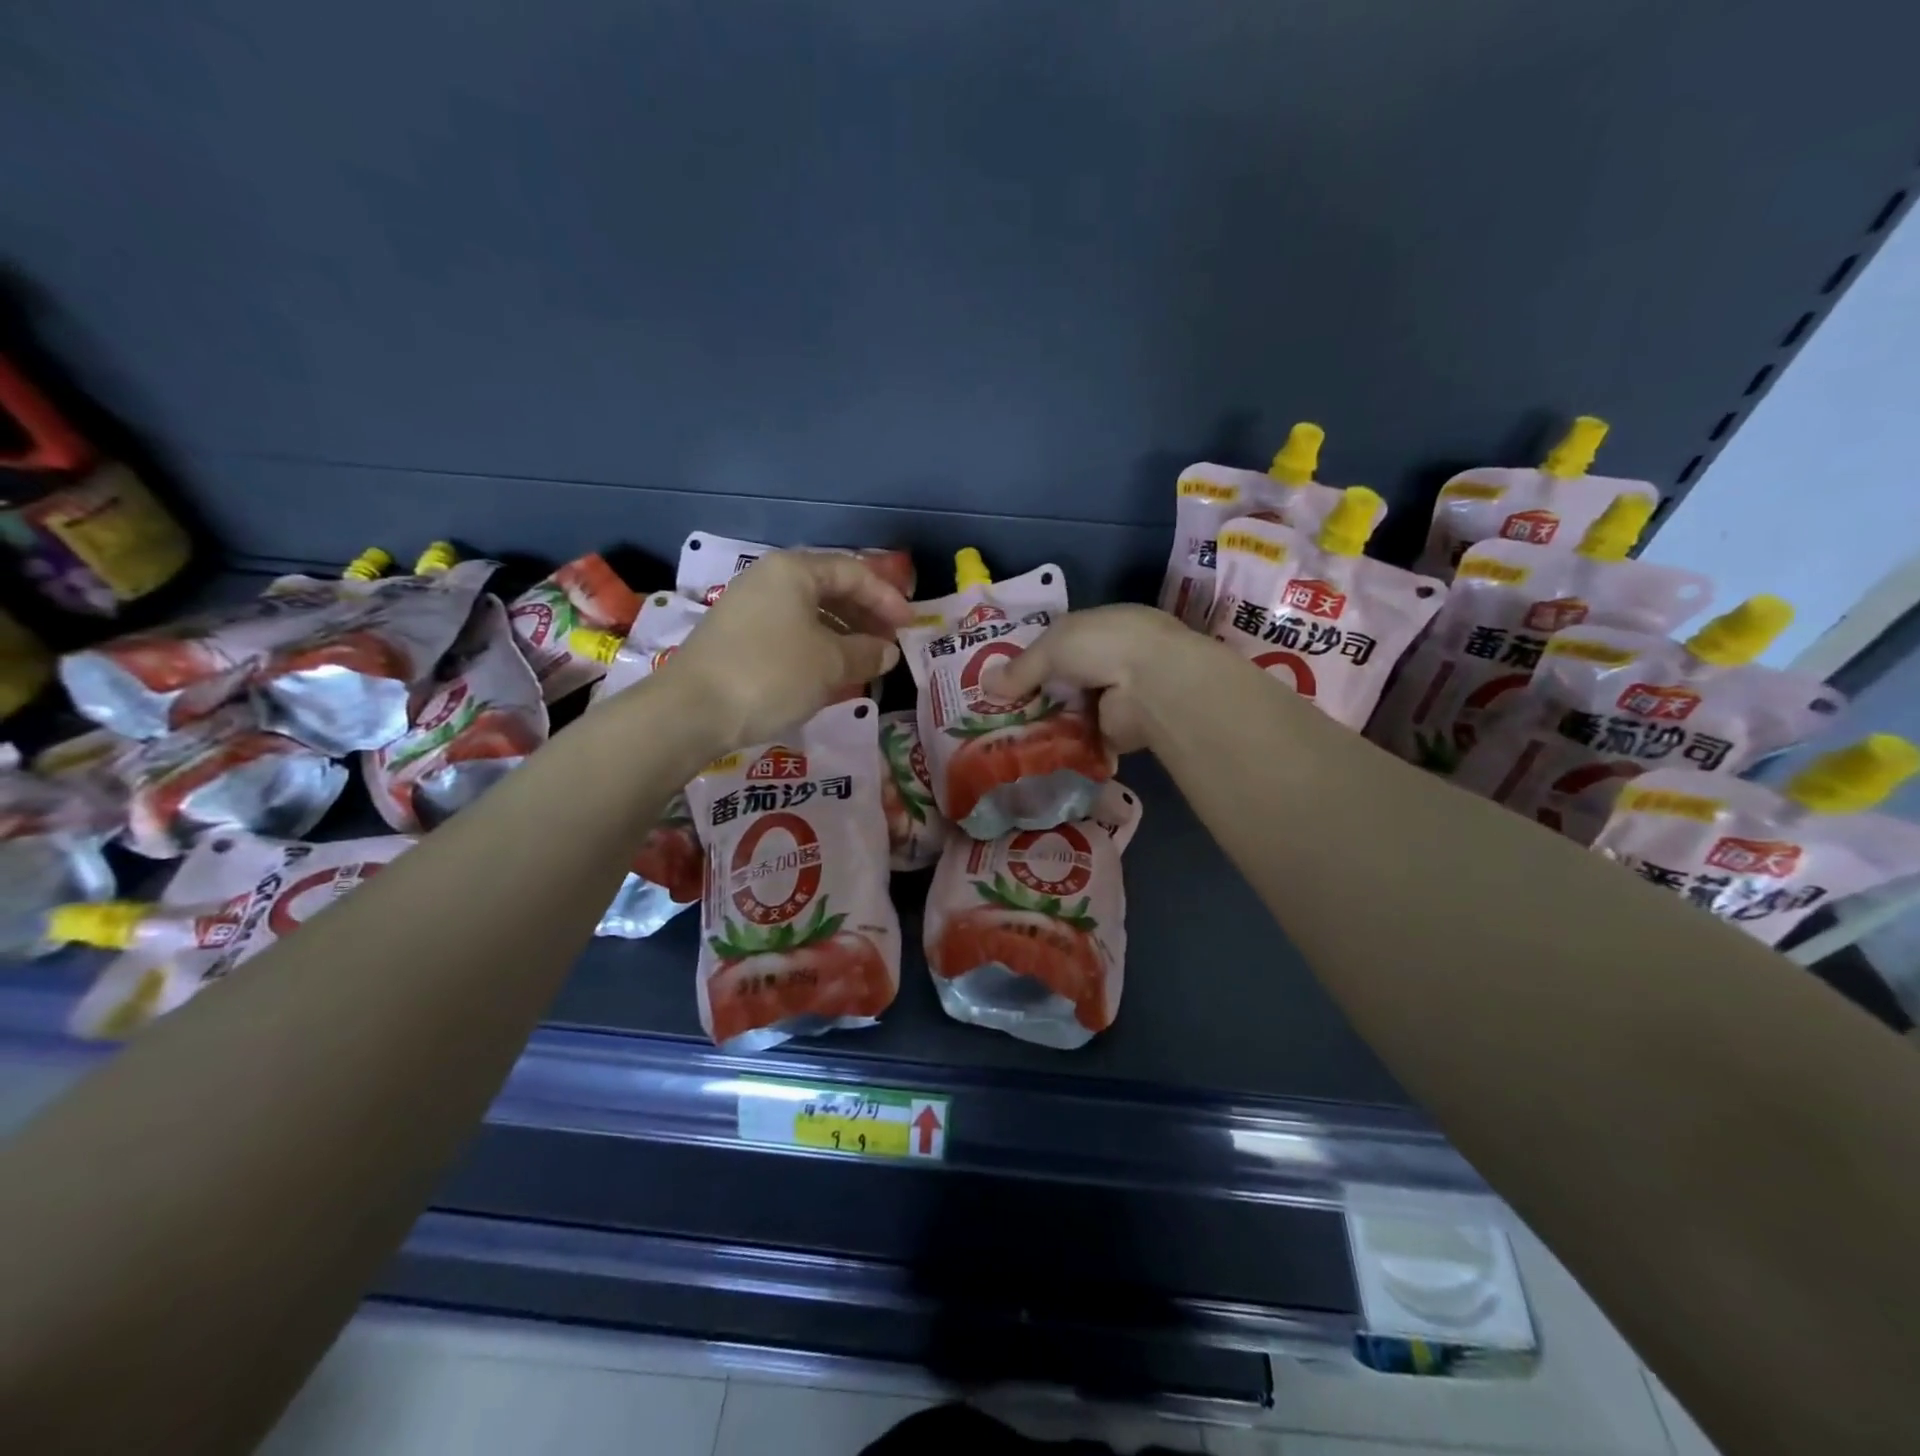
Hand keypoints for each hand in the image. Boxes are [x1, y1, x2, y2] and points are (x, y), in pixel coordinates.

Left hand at [663, 551, 911, 746]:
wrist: (692, 710)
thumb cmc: (771, 674)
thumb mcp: (830, 664)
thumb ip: (867, 653)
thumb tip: (887, 652)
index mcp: (794, 571)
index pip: (853, 573)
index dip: (887, 598)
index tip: (910, 626)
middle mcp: (769, 579)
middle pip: (830, 589)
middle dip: (865, 615)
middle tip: (890, 642)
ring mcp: (748, 607)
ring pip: (809, 613)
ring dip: (843, 633)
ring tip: (866, 661)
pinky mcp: (737, 637)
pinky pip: (790, 632)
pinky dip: (817, 646)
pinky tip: (829, 671)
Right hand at [983, 604, 1207, 753]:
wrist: (1152, 685)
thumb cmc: (1102, 646)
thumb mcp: (1051, 647)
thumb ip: (1020, 668)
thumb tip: (984, 685)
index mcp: (1101, 628)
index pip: (1060, 643)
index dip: (1031, 659)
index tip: (1001, 678)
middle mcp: (1111, 660)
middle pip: (1064, 680)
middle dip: (1035, 695)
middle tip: (998, 713)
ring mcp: (1117, 697)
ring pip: (1072, 711)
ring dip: (1048, 723)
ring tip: (1008, 738)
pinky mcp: (1119, 732)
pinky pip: (1083, 739)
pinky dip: (1063, 747)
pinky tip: (1033, 755)